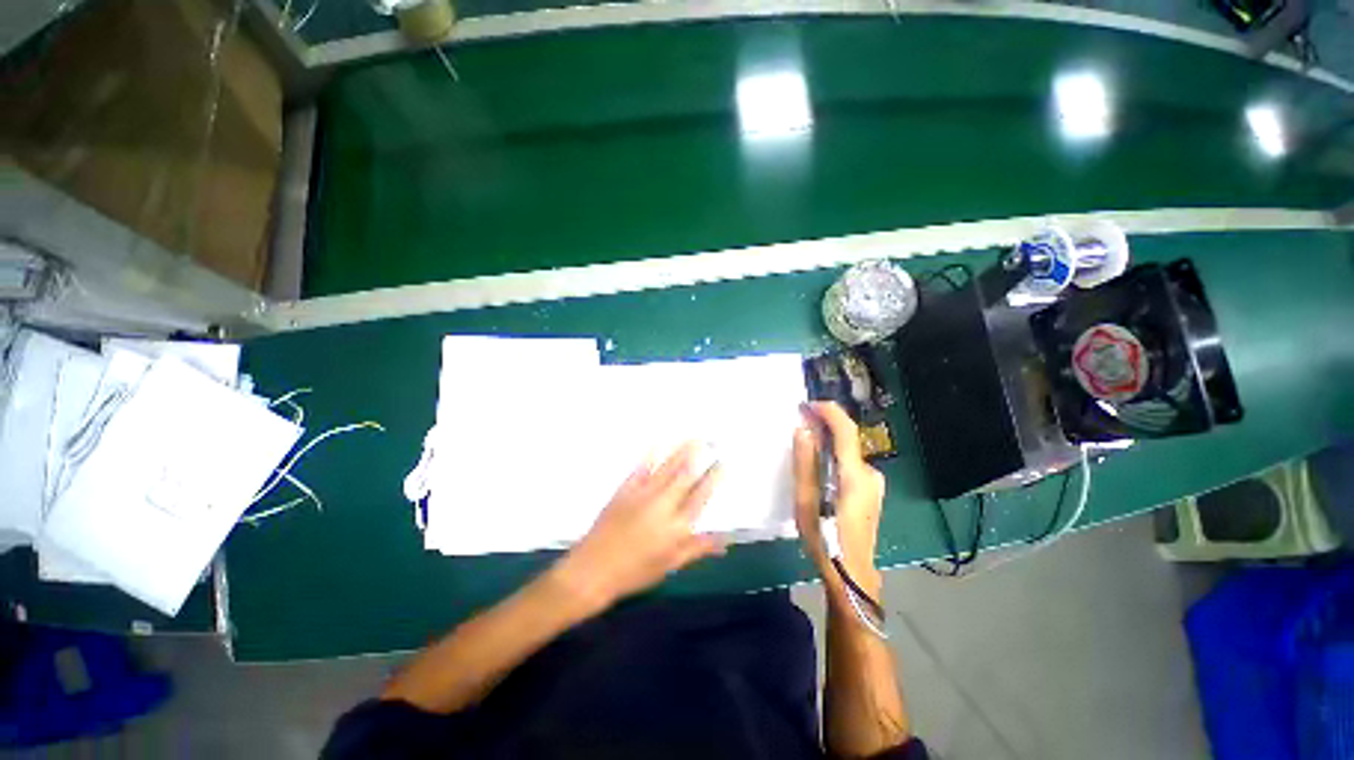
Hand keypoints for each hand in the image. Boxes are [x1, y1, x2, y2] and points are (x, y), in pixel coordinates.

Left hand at [551, 442, 723, 612]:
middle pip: (685, 475)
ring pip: (667, 468)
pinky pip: (642, 468)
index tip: (722, 462)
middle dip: (699, 456)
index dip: (713, 477)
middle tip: (710, 441)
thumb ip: (697, 548)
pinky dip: (651, 455)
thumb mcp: (670, 565)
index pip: (700, 495)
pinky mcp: (625, 489)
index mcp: (677, 526)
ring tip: (692, 438)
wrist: (593, 569)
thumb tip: (725, 540)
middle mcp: (663, 505)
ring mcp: (643, 494)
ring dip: (681, 451)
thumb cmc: (635, 572)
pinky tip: (658, 443)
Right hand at [794, 402, 884, 606]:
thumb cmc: (825, 539)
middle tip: (799, 423)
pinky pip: (852, 463)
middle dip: (824, 426)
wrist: (853, 575)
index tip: (807, 405)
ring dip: (828, 442)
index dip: (828, 412)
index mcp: (854, 475)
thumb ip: (805, 463)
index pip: (846, 430)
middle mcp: (870, 474)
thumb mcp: (807, 501)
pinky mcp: (872, 492)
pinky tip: (820, 466)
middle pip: (848, 439)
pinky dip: (835, 456)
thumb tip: (803, 430)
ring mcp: (875, 484)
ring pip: (849, 452)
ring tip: (805, 444)